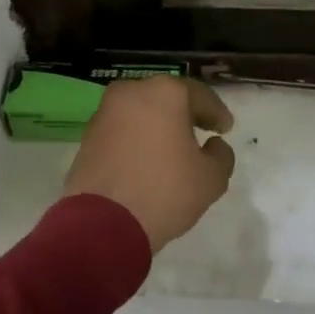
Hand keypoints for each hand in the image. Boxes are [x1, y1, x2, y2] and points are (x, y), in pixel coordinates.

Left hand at [61, 76, 236, 253]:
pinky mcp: (88, 135)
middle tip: (202, 131)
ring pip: (141, 111)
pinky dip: (137, 137)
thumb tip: (213, 145)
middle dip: (185, 113)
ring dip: (159, 125)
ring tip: (173, 148)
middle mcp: (131, 91)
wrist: (102, 222)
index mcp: (164, 92)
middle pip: (166, 97)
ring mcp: (105, 112)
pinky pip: (122, 129)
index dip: (216, 112)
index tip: (225, 129)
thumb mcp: (211, 178)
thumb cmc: (164, 191)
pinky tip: (147, 158)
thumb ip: (221, 155)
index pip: (199, 95)